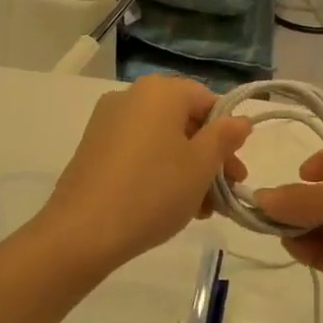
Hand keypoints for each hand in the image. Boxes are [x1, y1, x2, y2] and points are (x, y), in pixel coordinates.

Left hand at [32, 75, 250, 276]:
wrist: (83, 230)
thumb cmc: (153, 191)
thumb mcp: (200, 166)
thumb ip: (224, 137)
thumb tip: (239, 120)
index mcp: (160, 91)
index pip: (207, 100)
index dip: (227, 134)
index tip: (235, 172)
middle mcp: (132, 96)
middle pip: (183, 121)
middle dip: (208, 157)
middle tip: (223, 196)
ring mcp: (108, 121)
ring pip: (161, 140)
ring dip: (186, 169)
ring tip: (199, 210)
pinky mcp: (93, 147)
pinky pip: (137, 151)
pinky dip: (158, 171)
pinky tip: (169, 206)